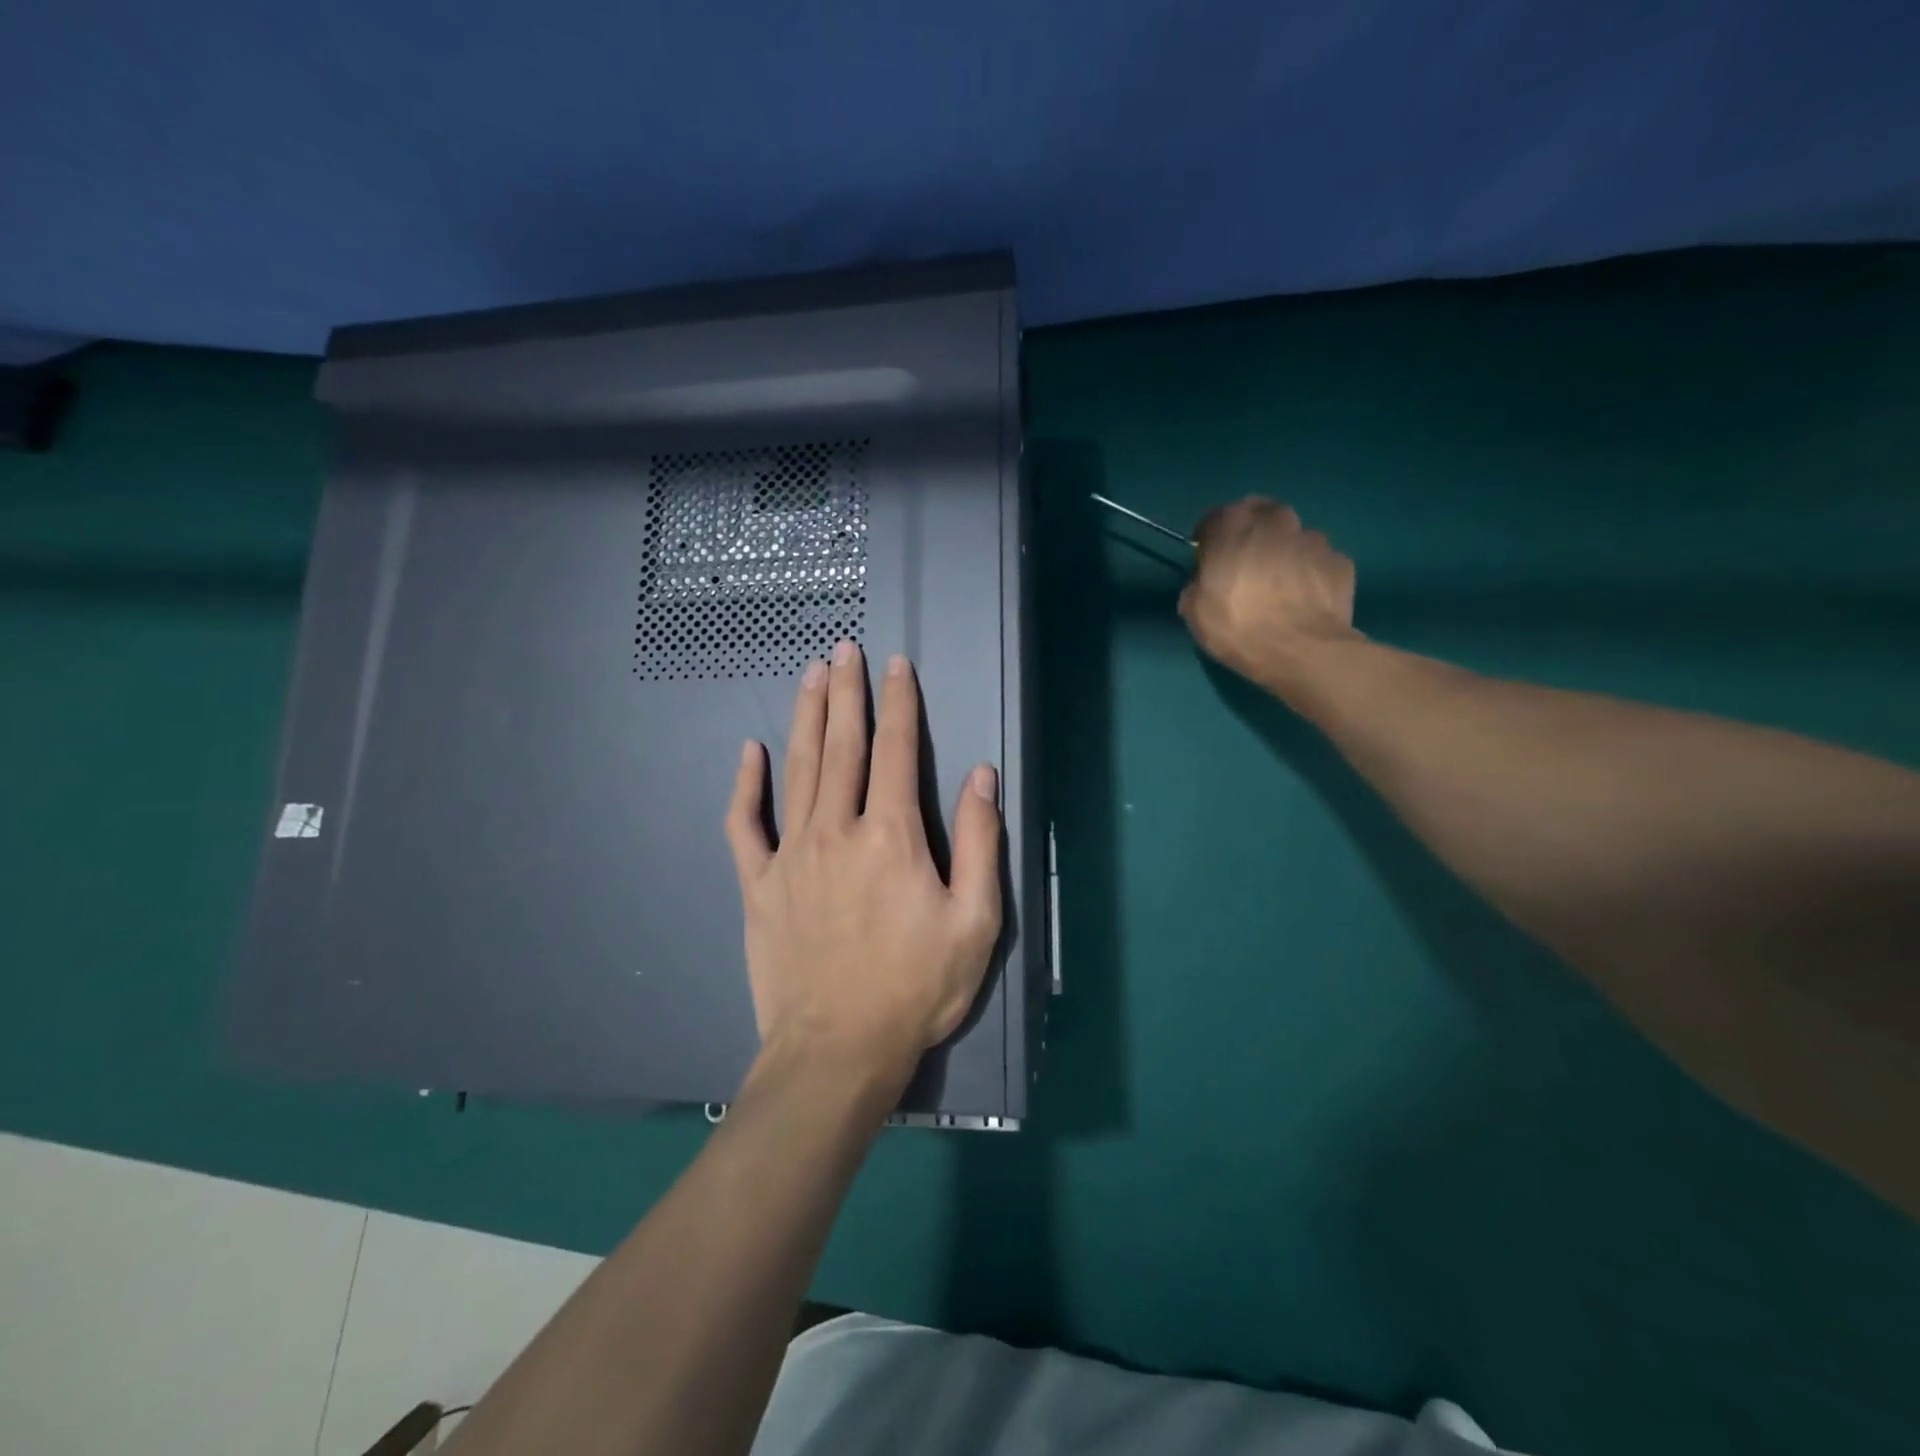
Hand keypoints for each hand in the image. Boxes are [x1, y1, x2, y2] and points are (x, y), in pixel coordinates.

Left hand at [724, 641, 1002, 1080]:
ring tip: (809, 675)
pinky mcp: (758, 884)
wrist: (837, 1050)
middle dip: (846, 692)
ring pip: (798, 769)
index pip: (896, 751)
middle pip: (841, 745)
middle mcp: (837, 830)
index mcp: (891, 835)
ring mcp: (790, 855)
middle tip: (843, 649)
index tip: (896, 665)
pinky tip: (750, 752)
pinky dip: (746, 785)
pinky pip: (745, 824)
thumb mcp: (975, 921)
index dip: (899, 703)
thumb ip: (979, 842)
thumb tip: (981, 776)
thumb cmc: (916, 988)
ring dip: (806, 717)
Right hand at [1179, 497, 1359, 691]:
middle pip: (1260, 517)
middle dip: (1252, 535)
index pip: (1215, 519)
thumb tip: (1208, 581)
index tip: (1209, 562)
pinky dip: (1309, 574)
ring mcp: (1314, 538)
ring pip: (1293, 538)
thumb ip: (1199, 583)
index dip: (1210, 540)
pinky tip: (1303, 600)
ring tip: (1280, 588)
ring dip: (1284, 554)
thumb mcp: (1194, 610)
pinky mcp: (1341, 561)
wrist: (1301, 651)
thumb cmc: (1237, 626)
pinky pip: (1318, 562)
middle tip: (1246, 567)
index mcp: (1234, 525)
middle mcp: (1276, 520)